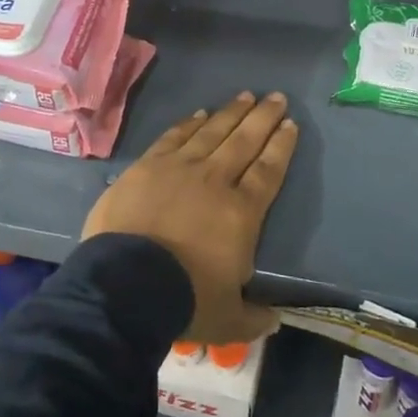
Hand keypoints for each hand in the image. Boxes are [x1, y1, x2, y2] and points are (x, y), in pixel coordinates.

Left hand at [80, 92, 296, 343]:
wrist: (126, 284)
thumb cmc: (184, 300)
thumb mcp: (227, 319)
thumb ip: (253, 317)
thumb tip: (275, 321)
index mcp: (242, 212)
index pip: (268, 171)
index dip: (281, 147)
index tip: (291, 125)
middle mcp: (215, 180)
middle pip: (245, 141)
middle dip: (263, 118)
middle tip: (276, 97)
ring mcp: (179, 168)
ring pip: (212, 132)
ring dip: (231, 113)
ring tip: (245, 96)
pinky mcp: (148, 166)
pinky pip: (174, 137)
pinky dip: (189, 124)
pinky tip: (200, 114)